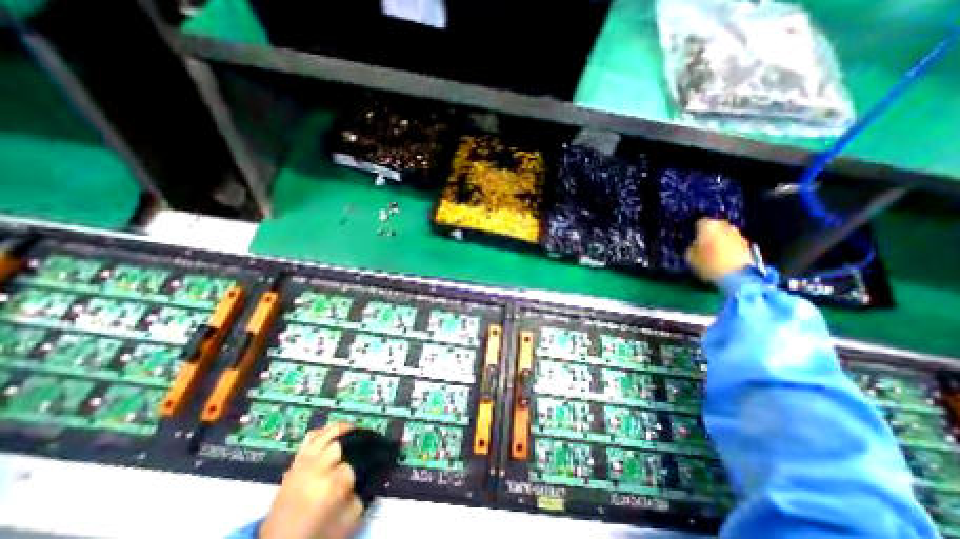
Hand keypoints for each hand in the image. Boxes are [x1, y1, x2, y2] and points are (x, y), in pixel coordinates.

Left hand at [258, 423, 364, 538]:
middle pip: (342, 442)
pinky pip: (311, 436)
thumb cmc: (317, 535)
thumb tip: (375, 473)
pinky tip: (334, 435)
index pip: (357, 462)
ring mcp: (303, 463)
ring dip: (344, 430)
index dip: (369, 461)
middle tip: (367, 446)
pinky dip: (325, 431)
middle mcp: (316, 468)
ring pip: (328, 432)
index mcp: (330, 485)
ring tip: (355, 433)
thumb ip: (364, 495)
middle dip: (357, 443)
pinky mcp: (295, 462)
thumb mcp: (348, 520)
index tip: (378, 462)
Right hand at [686, 218, 753, 285]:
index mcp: (708, 225)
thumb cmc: (709, 263)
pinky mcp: (748, 244)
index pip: (699, 222)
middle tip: (702, 245)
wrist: (738, 276)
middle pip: (715, 226)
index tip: (692, 239)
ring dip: (720, 240)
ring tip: (713, 252)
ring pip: (725, 234)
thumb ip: (690, 248)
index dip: (695, 231)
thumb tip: (694, 246)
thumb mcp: (690, 257)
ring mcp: (739, 234)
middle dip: (709, 234)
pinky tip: (723, 257)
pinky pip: (733, 243)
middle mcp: (725, 225)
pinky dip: (728, 248)